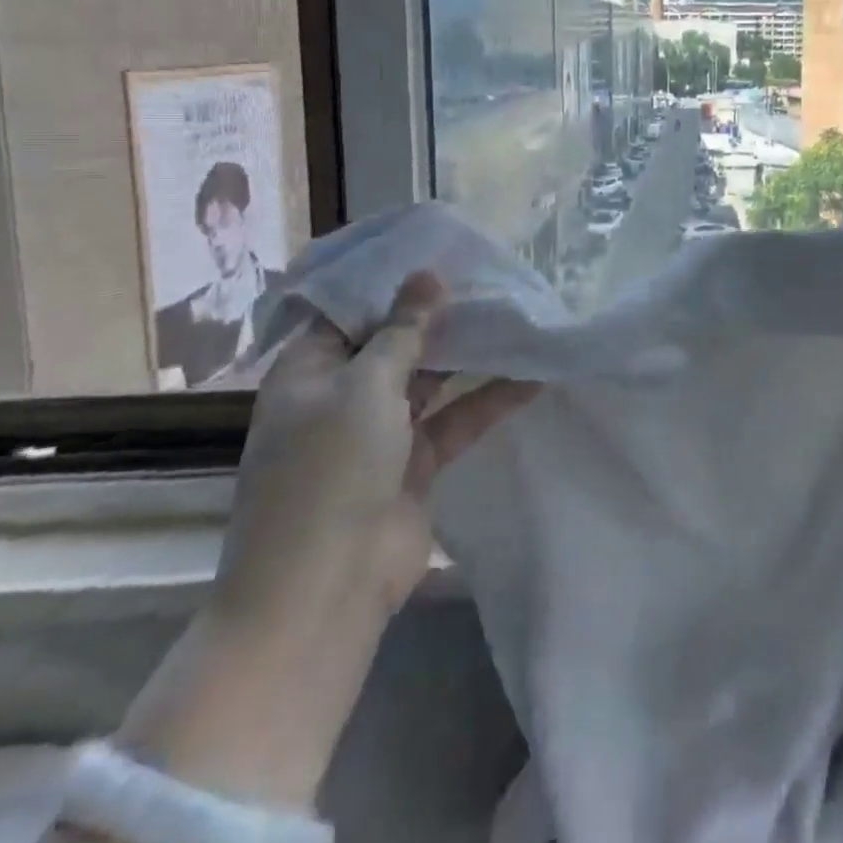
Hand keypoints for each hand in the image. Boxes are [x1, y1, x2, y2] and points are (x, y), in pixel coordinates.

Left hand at [212, 269, 539, 628]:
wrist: (325, 590)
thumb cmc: (329, 471)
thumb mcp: (364, 387)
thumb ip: (403, 330)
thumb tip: (427, 275)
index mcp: (309, 371)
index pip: (352, 311)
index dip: (394, 283)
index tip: (444, 253)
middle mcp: (342, 396)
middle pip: (396, 343)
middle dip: (441, 316)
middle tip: (493, 279)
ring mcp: (381, 432)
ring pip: (432, 379)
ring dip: (470, 355)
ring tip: (518, 317)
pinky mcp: (417, 464)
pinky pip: (456, 419)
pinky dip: (490, 400)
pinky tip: (533, 377)